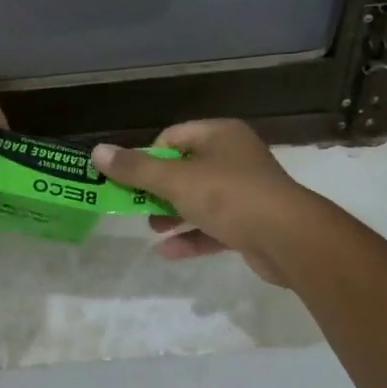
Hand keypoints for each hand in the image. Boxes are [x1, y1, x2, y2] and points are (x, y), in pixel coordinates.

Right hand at [90, 121, 320, 285]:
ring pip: (199, 200)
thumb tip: (97, 153)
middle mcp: (235, 158)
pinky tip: (167, 252)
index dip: (148, 156)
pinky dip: (191, 236)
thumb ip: (135, 168)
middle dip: (157, 190)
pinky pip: (214, 226)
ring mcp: (246, 192)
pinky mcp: (252, 224)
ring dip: (172, 215)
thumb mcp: (175, 180)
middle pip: (185, 169)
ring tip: (151, 230)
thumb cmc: (229, 196)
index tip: (132, 179)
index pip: (173, 136)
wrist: (289, 239)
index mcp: (220, 135)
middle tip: (136, 207)